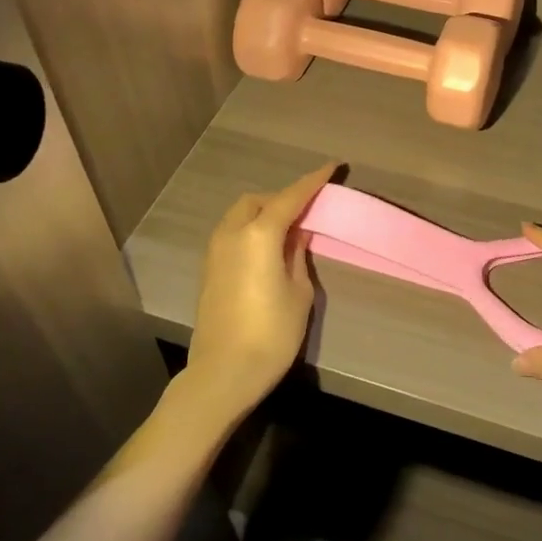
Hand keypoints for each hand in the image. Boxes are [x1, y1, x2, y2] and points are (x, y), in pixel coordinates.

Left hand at [184, 162, 337, 422]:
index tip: (331, 166)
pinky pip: (233, 233)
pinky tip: (268, 248)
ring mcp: (216, 251)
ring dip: (264, 213)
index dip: (313, 181)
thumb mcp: (298, 292)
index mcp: (259, 234)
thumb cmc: (271, 334)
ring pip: (241, 215)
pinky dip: (251, 229)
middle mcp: (232, 234)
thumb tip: (296, 235)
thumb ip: (298, 256)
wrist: (223, 373)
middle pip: (258, 200)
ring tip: (289, 228)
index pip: (291, 197)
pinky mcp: (209, 269)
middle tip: (308, 209)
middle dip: (283, 198)